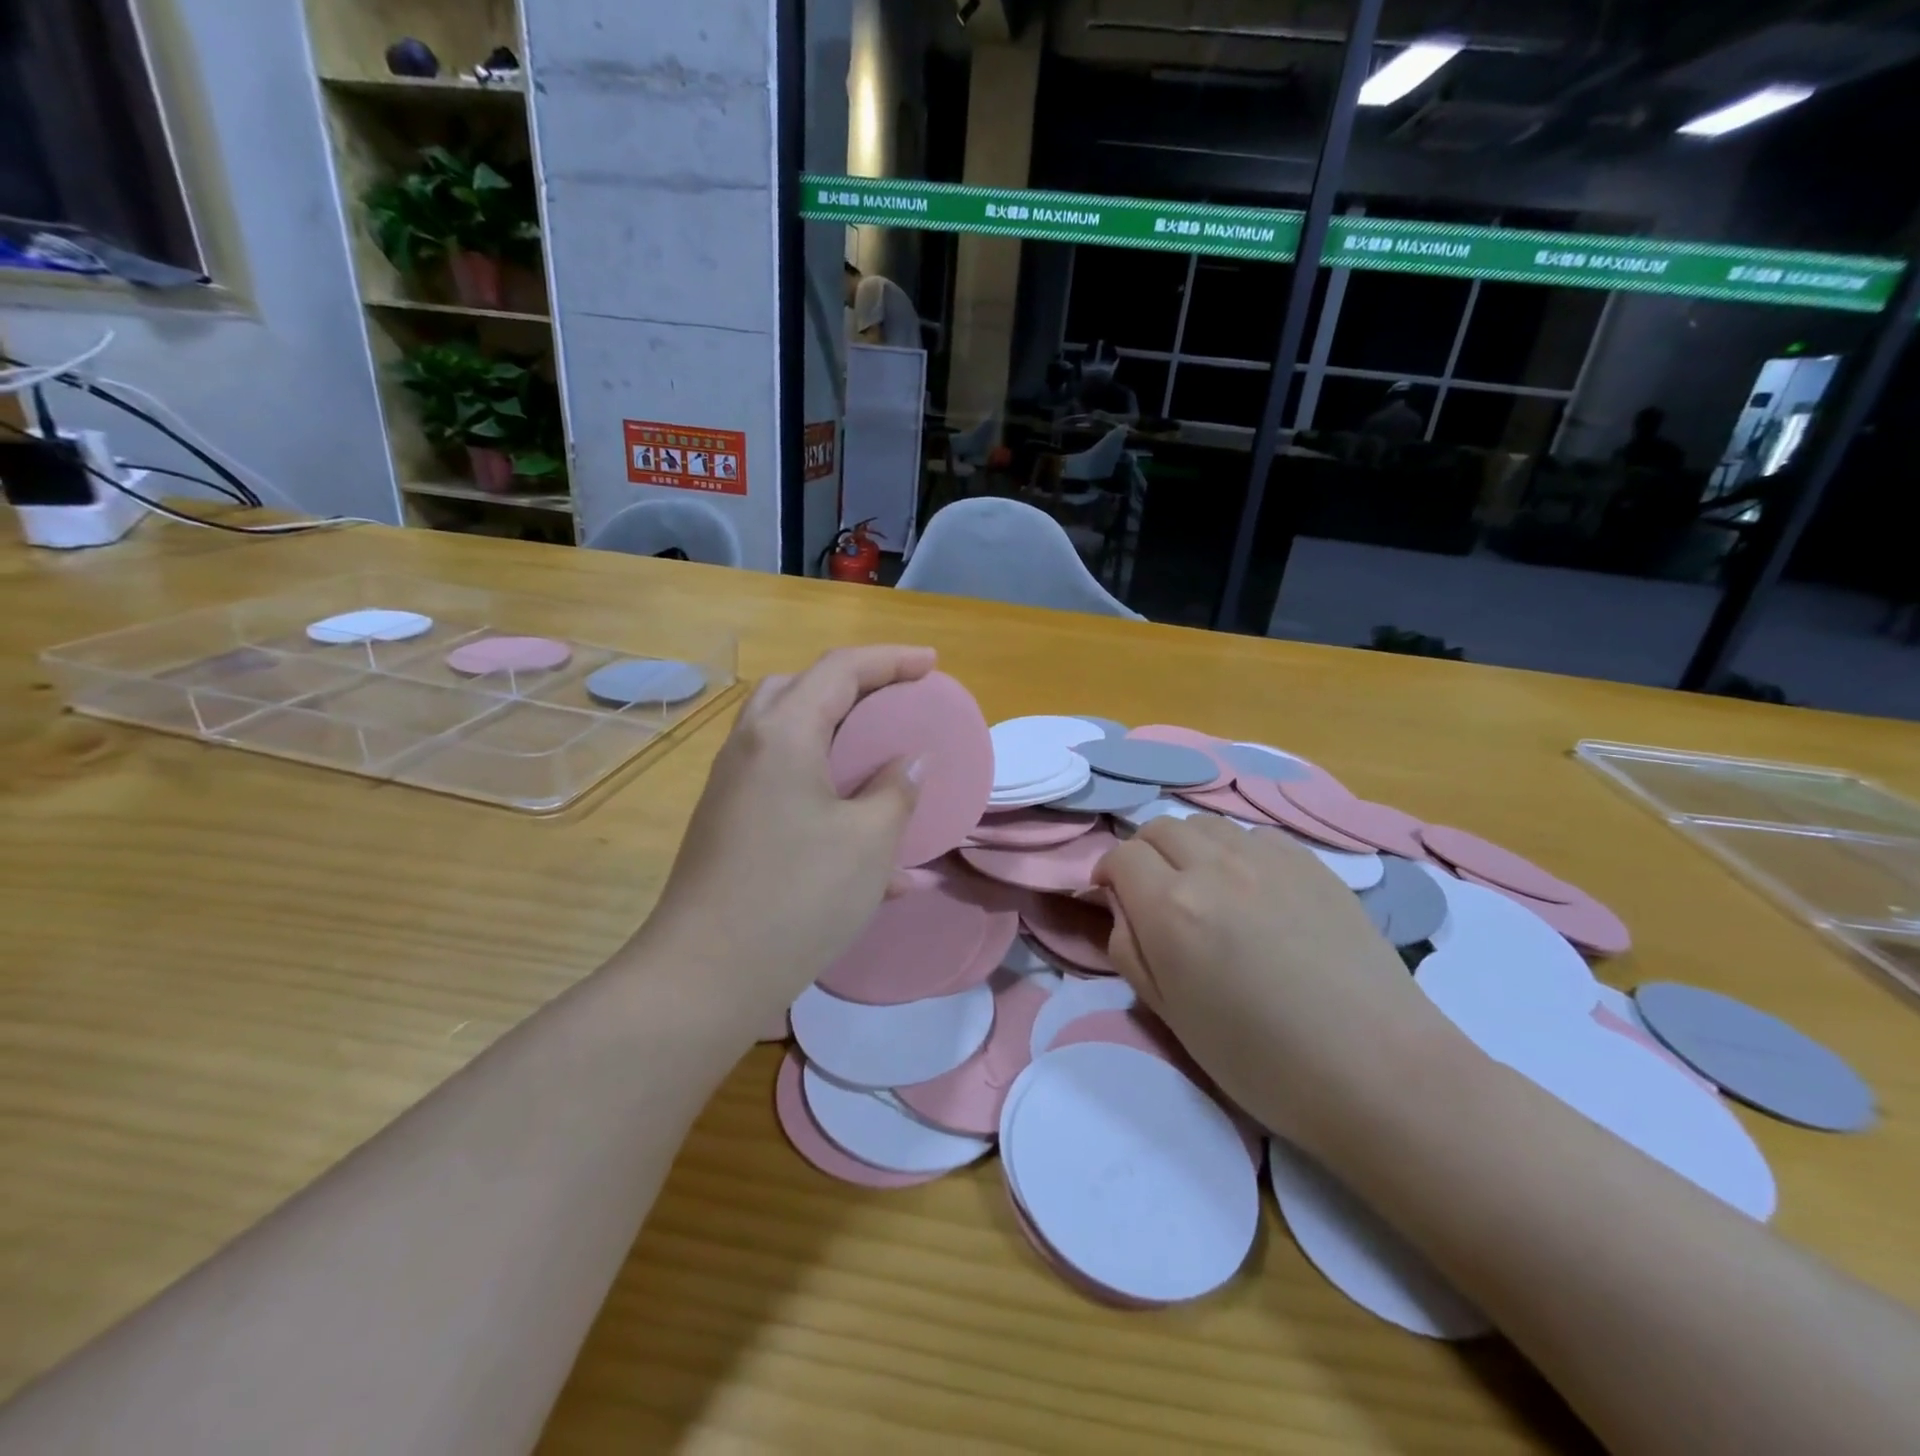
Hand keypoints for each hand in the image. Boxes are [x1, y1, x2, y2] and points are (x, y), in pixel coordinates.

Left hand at [634, 645, 931, 1020]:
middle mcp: (750, 747)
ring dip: (834, 732)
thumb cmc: (797, 896)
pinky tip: (860, 836)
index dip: (891, 659)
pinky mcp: (728, 823)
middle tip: (894, 702)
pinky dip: (820, 783)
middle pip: (802, 689)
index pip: (841, 669)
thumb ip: (896, 790)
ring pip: (787, 733)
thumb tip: (909, 762)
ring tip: (875, 752)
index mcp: (784, 733)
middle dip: (854, 686)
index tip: (932, 664)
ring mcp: (732, 786)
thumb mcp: (868, 841)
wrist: (704, 975)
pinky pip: (781, 782)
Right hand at [1094, 817, 1461, 1158]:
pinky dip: (1235, 851)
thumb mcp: (1171, 1016)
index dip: (1108, 874)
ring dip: (1189, 847)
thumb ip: (1131, 950)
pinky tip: (1254, 890)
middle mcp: (1214, 867)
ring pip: (1206, 824)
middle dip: (1144, 854)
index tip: (1114, 898)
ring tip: (1204, 887)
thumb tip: (1124, 909)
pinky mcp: (1311, 862)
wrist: (1377, 1070)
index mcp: (1172, 908)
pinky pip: (1253, 836)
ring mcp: (1268, 858)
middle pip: (1159, 828)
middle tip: (1154, 893)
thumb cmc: (1262, 1061)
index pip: (1121, 856)